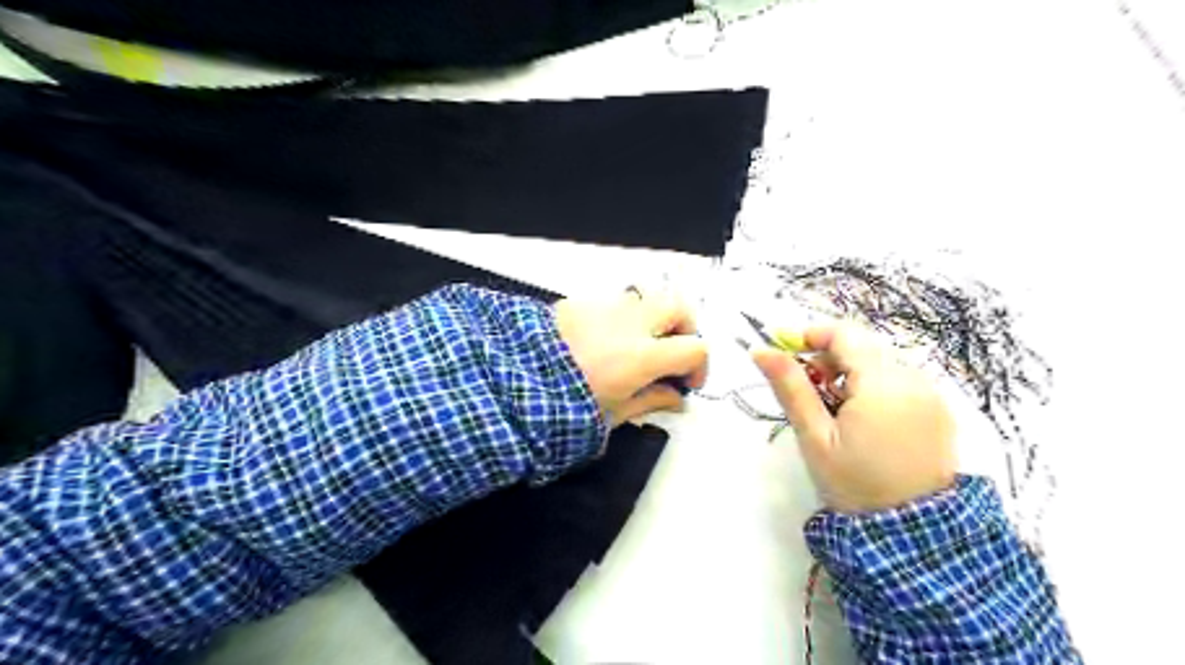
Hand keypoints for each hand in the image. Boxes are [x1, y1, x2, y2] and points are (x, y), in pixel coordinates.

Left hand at [554, 287, 705, 426]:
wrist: (511, 383)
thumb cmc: (563, 406)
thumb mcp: (613, 413)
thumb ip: (651, 401)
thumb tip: (677, 400)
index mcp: (642, 356)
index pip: (695, 348)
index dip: (699, 367)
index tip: (686, 384)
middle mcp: (630, 324)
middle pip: (679, 308)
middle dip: (685, 329)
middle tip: (673, 354)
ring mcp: (605, 307)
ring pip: (647, 300)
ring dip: (654, 321)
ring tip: (638, 348)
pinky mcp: (581, 301)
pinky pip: (616, 303)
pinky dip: (624, 318)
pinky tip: (605, 342)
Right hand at [753, 323, 955, 513]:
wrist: (912, 536)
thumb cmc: (853, 483)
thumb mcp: (814, 436)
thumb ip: (789, 387)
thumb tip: (760, 350)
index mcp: (883, 384)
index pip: (845, 334)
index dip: (811, 335)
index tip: (787, 354)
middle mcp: (914, 379)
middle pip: (863, 346)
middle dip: (829, 358)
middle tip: (809, 393)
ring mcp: (931, 394)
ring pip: (881, 362)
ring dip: (851, 373)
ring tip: (835, 411)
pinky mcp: (938, 410)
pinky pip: (900, 380)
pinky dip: (874, 387)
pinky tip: (863, 420)